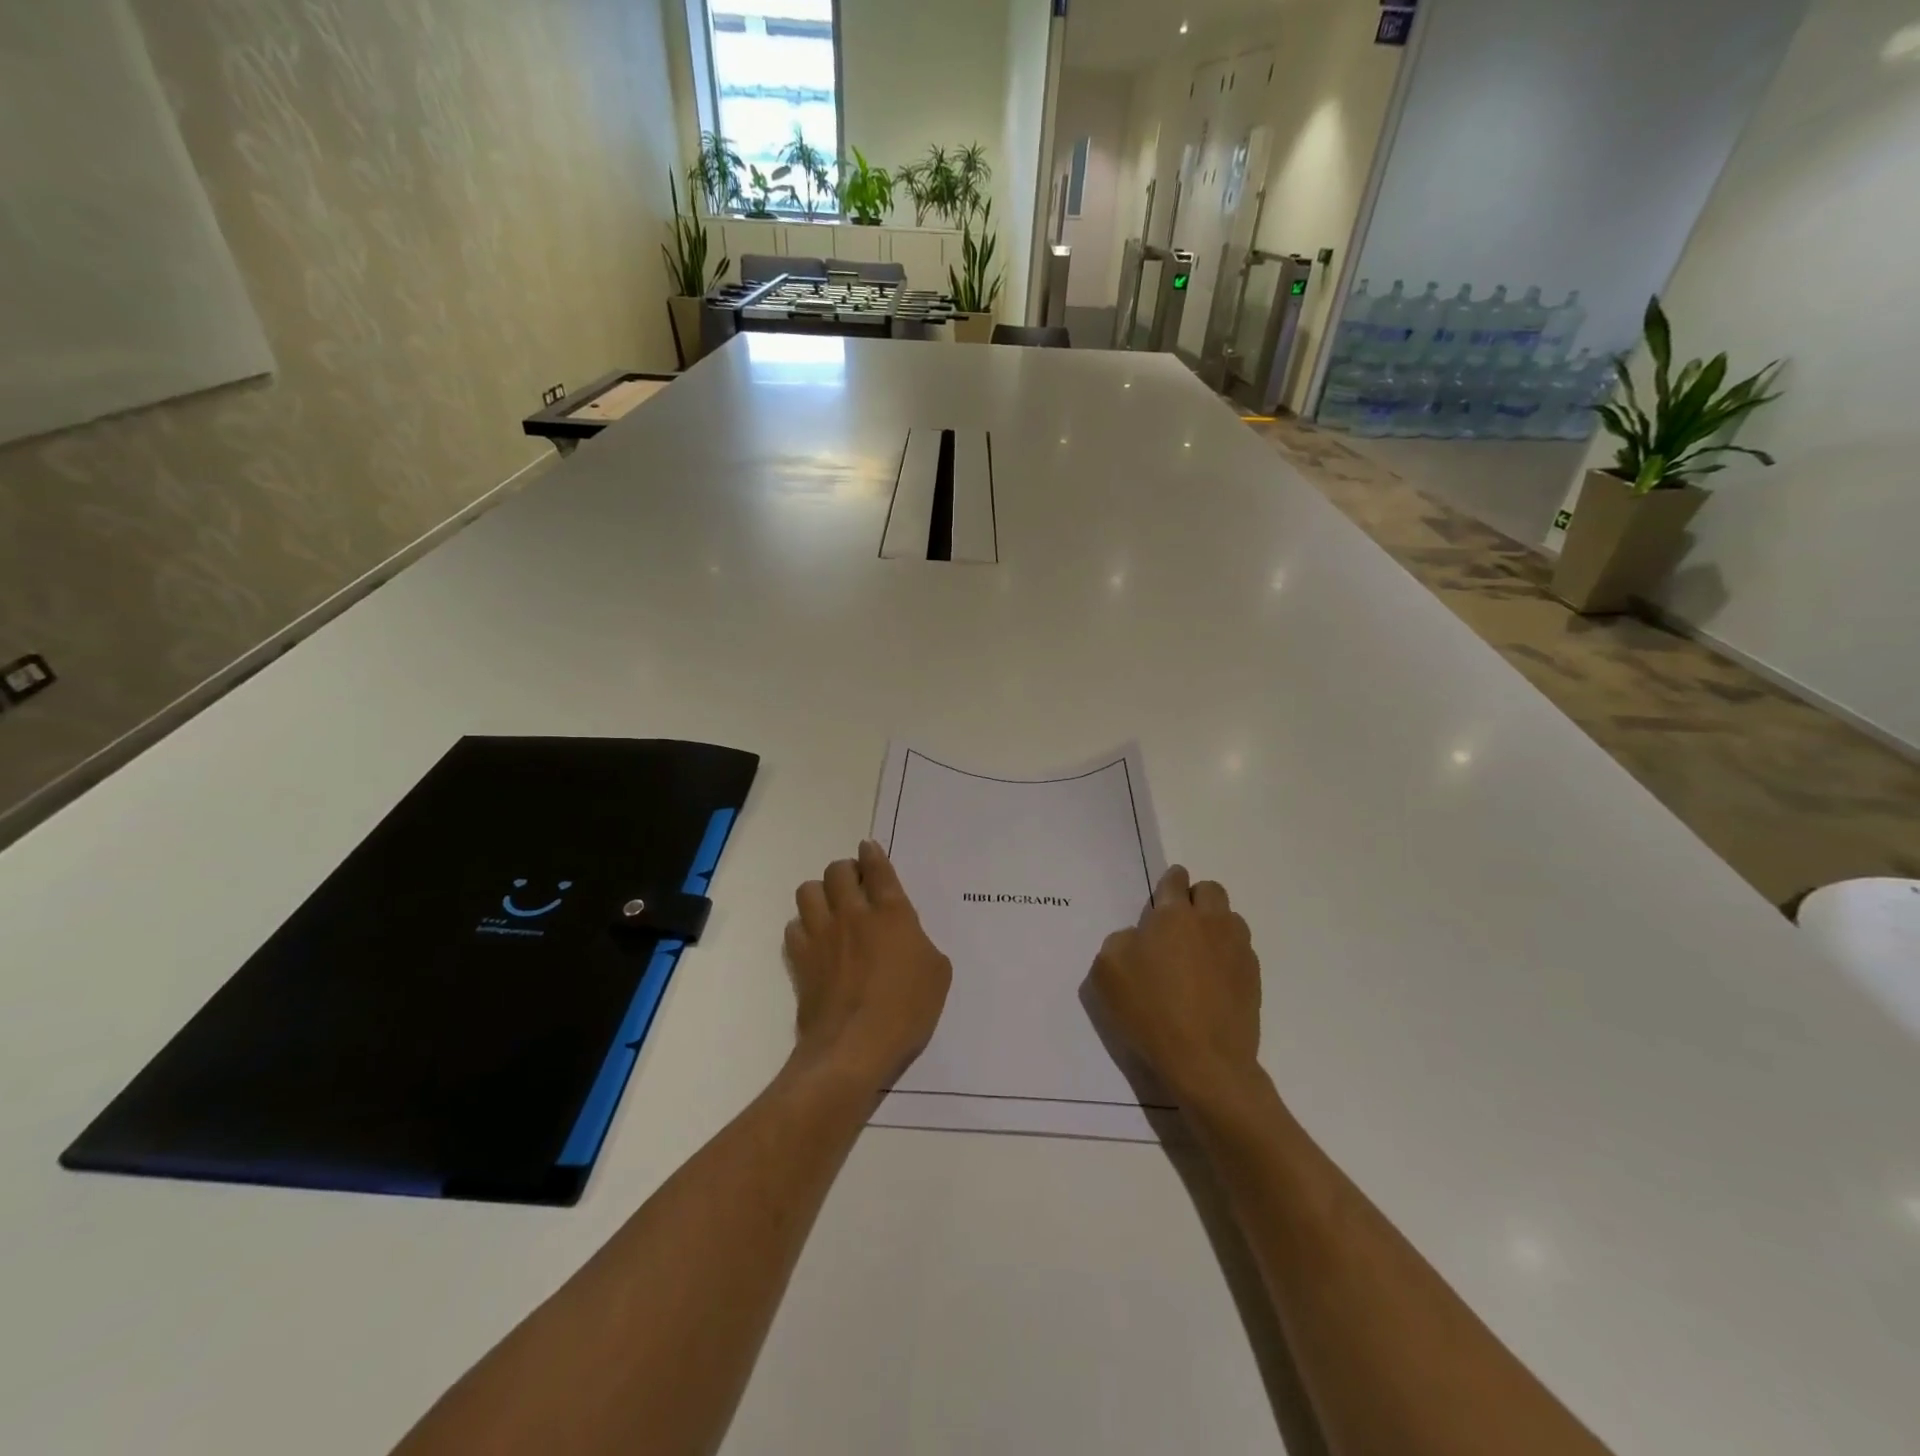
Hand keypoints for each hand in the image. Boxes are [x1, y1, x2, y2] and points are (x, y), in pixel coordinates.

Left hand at [785, 840, 951, 1087]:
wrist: (854, 1047)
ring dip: (820, 893)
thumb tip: (908, 940)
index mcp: (892, 912)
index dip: (872, 854)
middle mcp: (853, 914)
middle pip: (838, 871)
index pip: (878, 868)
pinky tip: (814, 940)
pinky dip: (803, 927)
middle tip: (854, 884)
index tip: (868, 848)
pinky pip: (793, 926)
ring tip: (830, 908)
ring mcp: (822, 935)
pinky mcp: (800, 959)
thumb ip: (922, 944)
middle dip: (845, 870)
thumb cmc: (906, 1010)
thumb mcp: (937, 974)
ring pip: (808, 890)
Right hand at [1089, 866, 1263, 1105]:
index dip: (1169, 882)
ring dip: (1214, 925)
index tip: (1165, 893)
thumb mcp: (1107, 971)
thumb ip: (1120, 941)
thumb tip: (1139, 937)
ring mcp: (1237, 949)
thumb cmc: (1150, 1011)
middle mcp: (1210, 923)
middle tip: (1178, 923)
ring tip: (1198, 952)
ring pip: (1230, 918)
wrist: (1205, 1061)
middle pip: (1210, 890)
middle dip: (1195, 897)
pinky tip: (1212, 980)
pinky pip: (1240, 950)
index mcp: (1173, 916)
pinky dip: (1227, 955)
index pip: (1175, 880)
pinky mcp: (1253, 978)